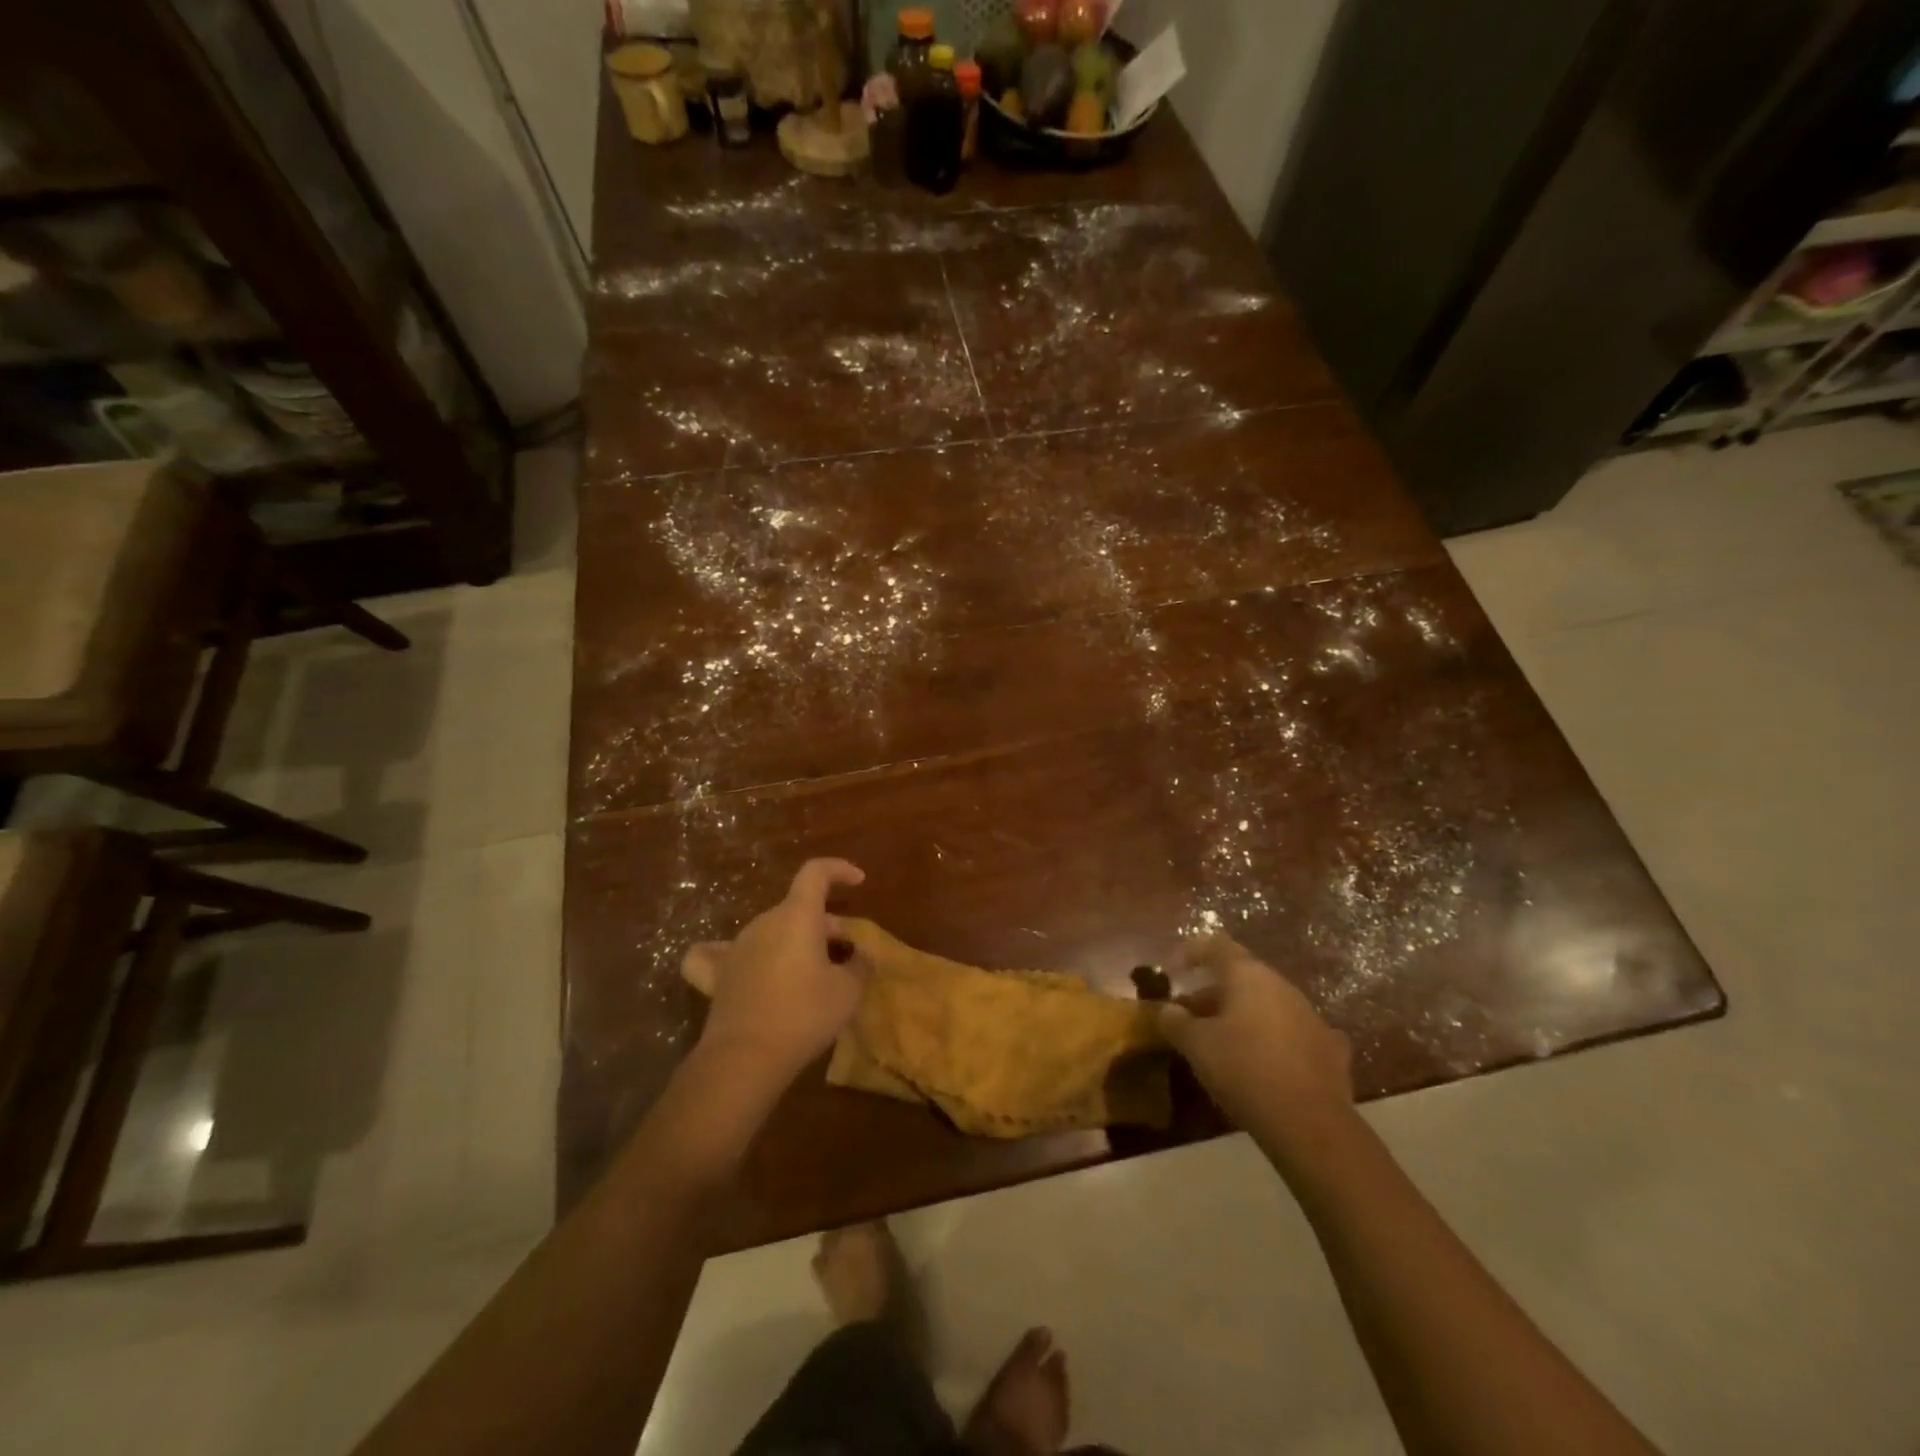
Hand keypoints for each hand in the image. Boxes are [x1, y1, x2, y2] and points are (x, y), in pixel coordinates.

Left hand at [683, 859, 870, 1093]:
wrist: (746, 1058)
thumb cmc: (804, 1015)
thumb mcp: (848, 992)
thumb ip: (860, 965)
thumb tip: (860, 956)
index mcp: (797, 916)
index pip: (816, 873)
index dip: (838, 870)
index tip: (858, 881)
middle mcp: (764, 922)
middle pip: (799, 909)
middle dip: (825, 925)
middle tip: (845, 956)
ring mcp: (736, 947)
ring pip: (772, 931)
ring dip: (794, 942)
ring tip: (810, 974)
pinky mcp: (716, 975)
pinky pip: (718, 954)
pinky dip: (733, 954)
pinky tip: (739, 965)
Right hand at [1156, 934, 1352, 1155]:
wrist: (1311, 1124)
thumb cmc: (1244, 1070)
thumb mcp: (1196, 1045)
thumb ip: (1175, 1021)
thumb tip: (1166, 1009)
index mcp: (1249, 975)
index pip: (1215, 945)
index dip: (1189, 952)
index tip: (1170, 972)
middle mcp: (1282, 986)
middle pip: (1240, 977)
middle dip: (1210, 994)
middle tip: (1187, 1017)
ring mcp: (1310, 1016)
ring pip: (1266, 1004)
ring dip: (1240, 1016)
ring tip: (1219, 1042)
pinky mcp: (1329, 1049)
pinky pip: (1291, 1033)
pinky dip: (1272, 1040)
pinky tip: (1264, 1060)